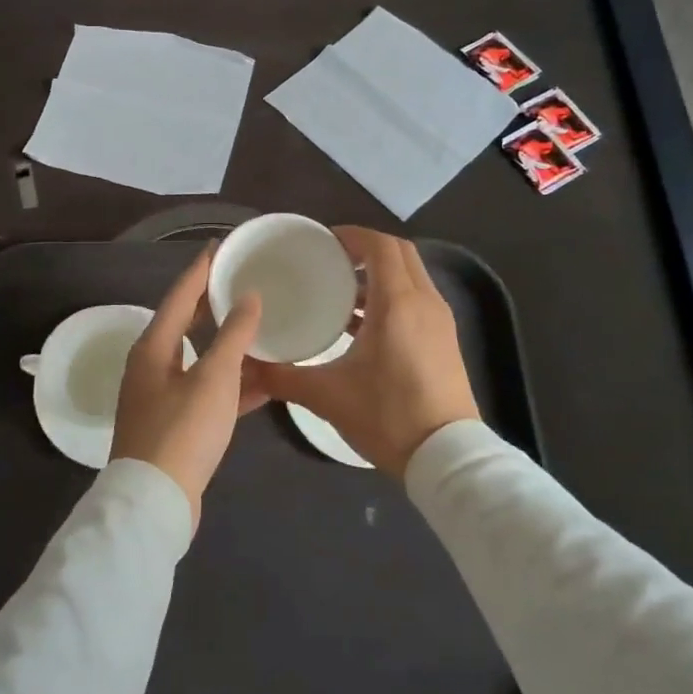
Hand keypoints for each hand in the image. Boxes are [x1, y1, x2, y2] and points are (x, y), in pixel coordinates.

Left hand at [111, 247, 264, 527]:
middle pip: (185, 324)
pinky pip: (207, 392)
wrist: (156, 503)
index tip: (219, 247)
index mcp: (153, 347)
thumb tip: (248, 297)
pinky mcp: (175, 425)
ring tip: (259, 327)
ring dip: (228, 346)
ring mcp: (161, 397)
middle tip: (241, 281)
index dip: (200, 270)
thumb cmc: (183, 430)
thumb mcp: (214, 378)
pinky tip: (264, 383)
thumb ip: (233, 335)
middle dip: (213, 304)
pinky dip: (231, 384)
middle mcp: (152, 366)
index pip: (179, 295)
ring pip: (200, 360)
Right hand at [253, 227, 478, 477]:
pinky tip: (362, 326)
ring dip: (379, 275)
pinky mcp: (444, 341)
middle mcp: (424, 302)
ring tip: (341, 292)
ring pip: (411, 277)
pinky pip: (417, 300)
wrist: (446, 457)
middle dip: (366, 250)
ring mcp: (439, 321)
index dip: (352, 236)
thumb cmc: (388, 416)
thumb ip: (282, 376)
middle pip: (400, 254)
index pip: (380, 246)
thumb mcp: (327, 396)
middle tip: (331, 261)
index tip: (323, 241)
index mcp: (398, 303)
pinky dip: (392, 297)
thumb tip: (246, 365)